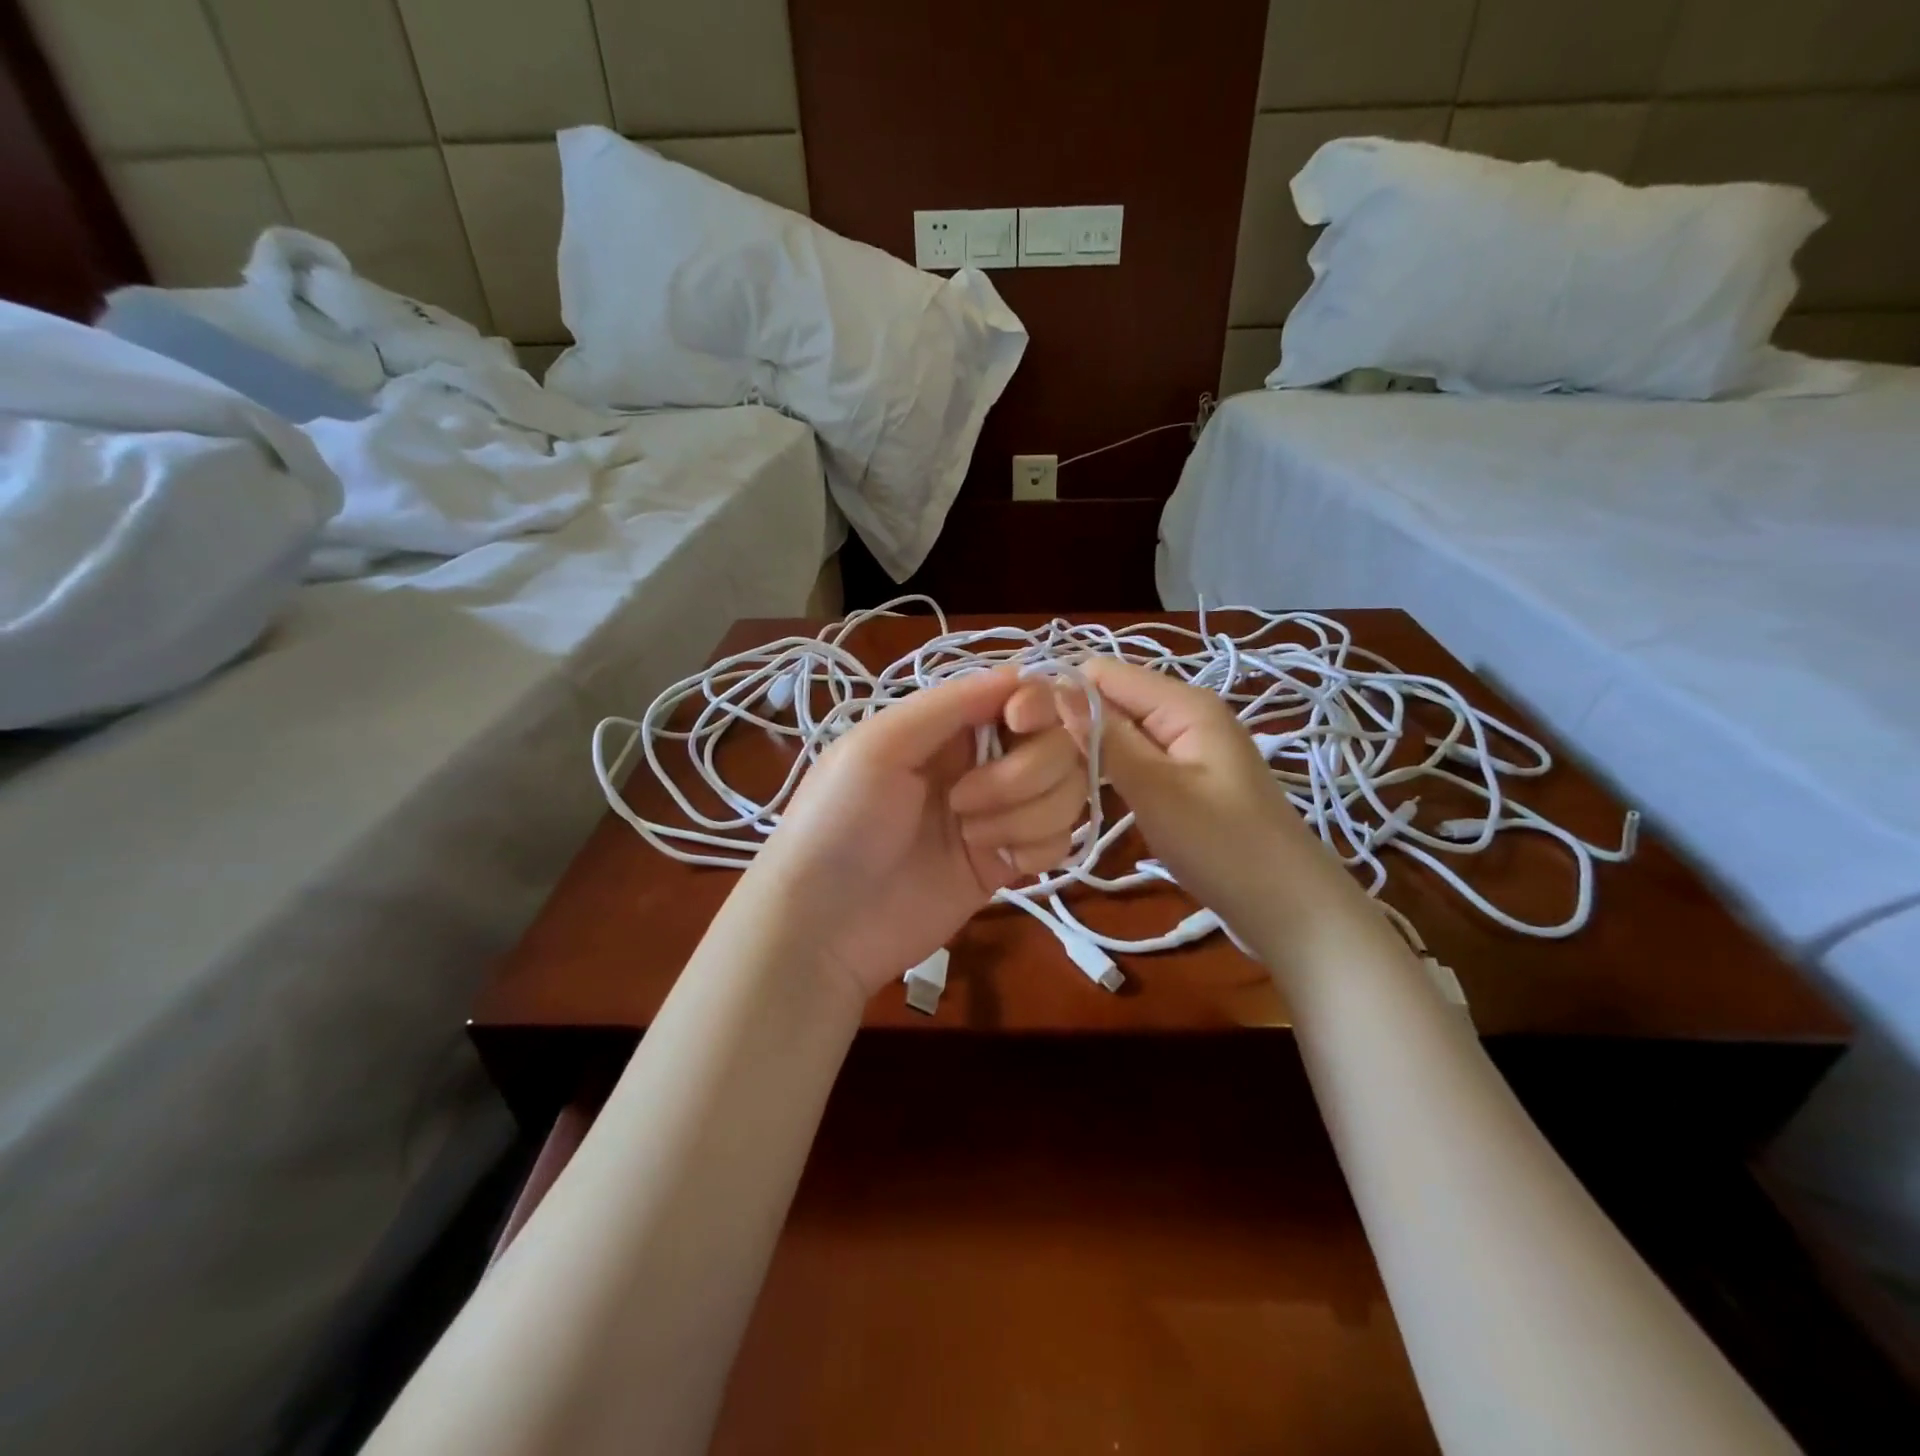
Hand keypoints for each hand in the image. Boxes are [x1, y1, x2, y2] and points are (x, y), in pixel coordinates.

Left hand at [746, 667, 1086, 999]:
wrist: (824, 923)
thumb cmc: (838, 820)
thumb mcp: (880, 745)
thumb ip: (951, 704)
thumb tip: (1022, 672)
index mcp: (950, 725)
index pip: (1026, 694)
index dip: (1039, 703)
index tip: (1018, 722)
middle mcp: (982, 761)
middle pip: (1058, 744)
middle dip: (1025, 772)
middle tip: (963, 800)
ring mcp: (999, 814)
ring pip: (1066, 792)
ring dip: (1024, 814)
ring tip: (968, 836)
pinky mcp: (1008, 863)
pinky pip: (1060, 840)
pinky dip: (1037, 848)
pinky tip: (999, 862)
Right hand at [1059, 658, 1339, 938]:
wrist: (1289, 909)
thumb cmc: (1223, 847)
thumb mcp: (1156, 789)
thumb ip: (1105, 737)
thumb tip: (1055, 690)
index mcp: (1184, 703)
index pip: (1104, 672)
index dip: (1063, 695)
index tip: (1026, 736)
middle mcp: (1185, 714)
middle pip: (1112, 699)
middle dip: (1074, 724)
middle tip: (1038, 768)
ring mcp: (1187, 747)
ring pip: (1120, 731)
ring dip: (1089, 750)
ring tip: (1055, 781)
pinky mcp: (1184, 777)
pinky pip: (1135, 757)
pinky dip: (1110, 770)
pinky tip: (1088, 792)